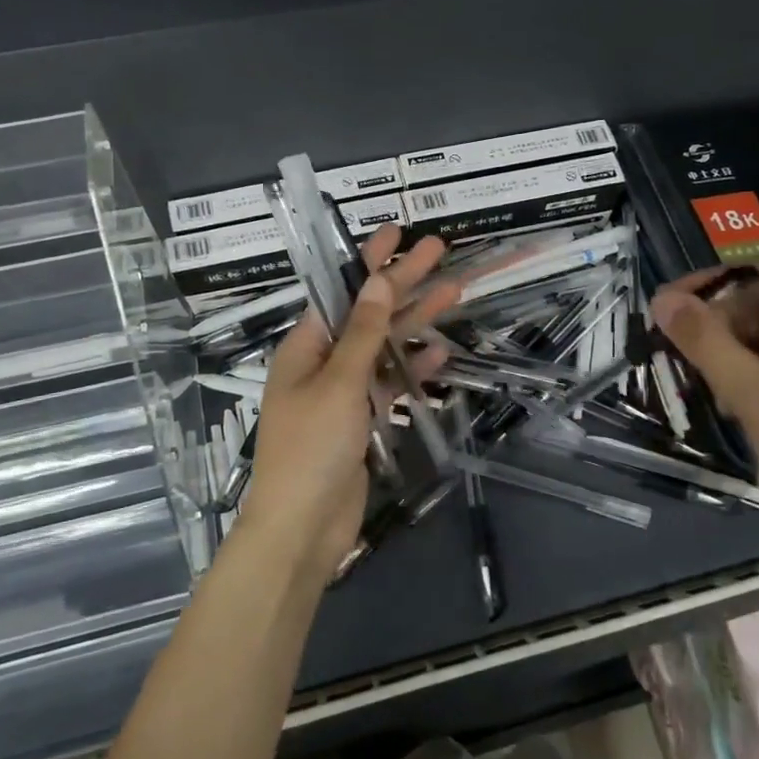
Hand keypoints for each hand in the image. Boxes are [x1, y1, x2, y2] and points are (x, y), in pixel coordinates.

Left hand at [240, 225, 455, 579]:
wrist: (303, 528)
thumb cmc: (312, 448)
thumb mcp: (339, 383)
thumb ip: (363, 332)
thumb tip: (379, 281)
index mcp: (306, 346)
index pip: (341, 291)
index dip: (369, 260)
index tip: (397, 230)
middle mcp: (323, 362)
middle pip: (368, 313)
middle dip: (403, 283)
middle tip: (441, 252)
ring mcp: (343, 393)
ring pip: (384, 347)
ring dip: (416, 323)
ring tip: (456, 293)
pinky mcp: (361, 421)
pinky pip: (389, 384)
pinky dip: (411, 369)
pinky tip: (439, 354)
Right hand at [651, 261, 758, 563]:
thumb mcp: (757, 396)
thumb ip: (707, 342)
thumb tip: (661, 299)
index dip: (716, 284)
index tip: (668, 303)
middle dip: (718, 323)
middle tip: (673, 344)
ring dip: (725, 351)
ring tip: (692, 374)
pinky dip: (741, 376)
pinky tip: (721, 400)